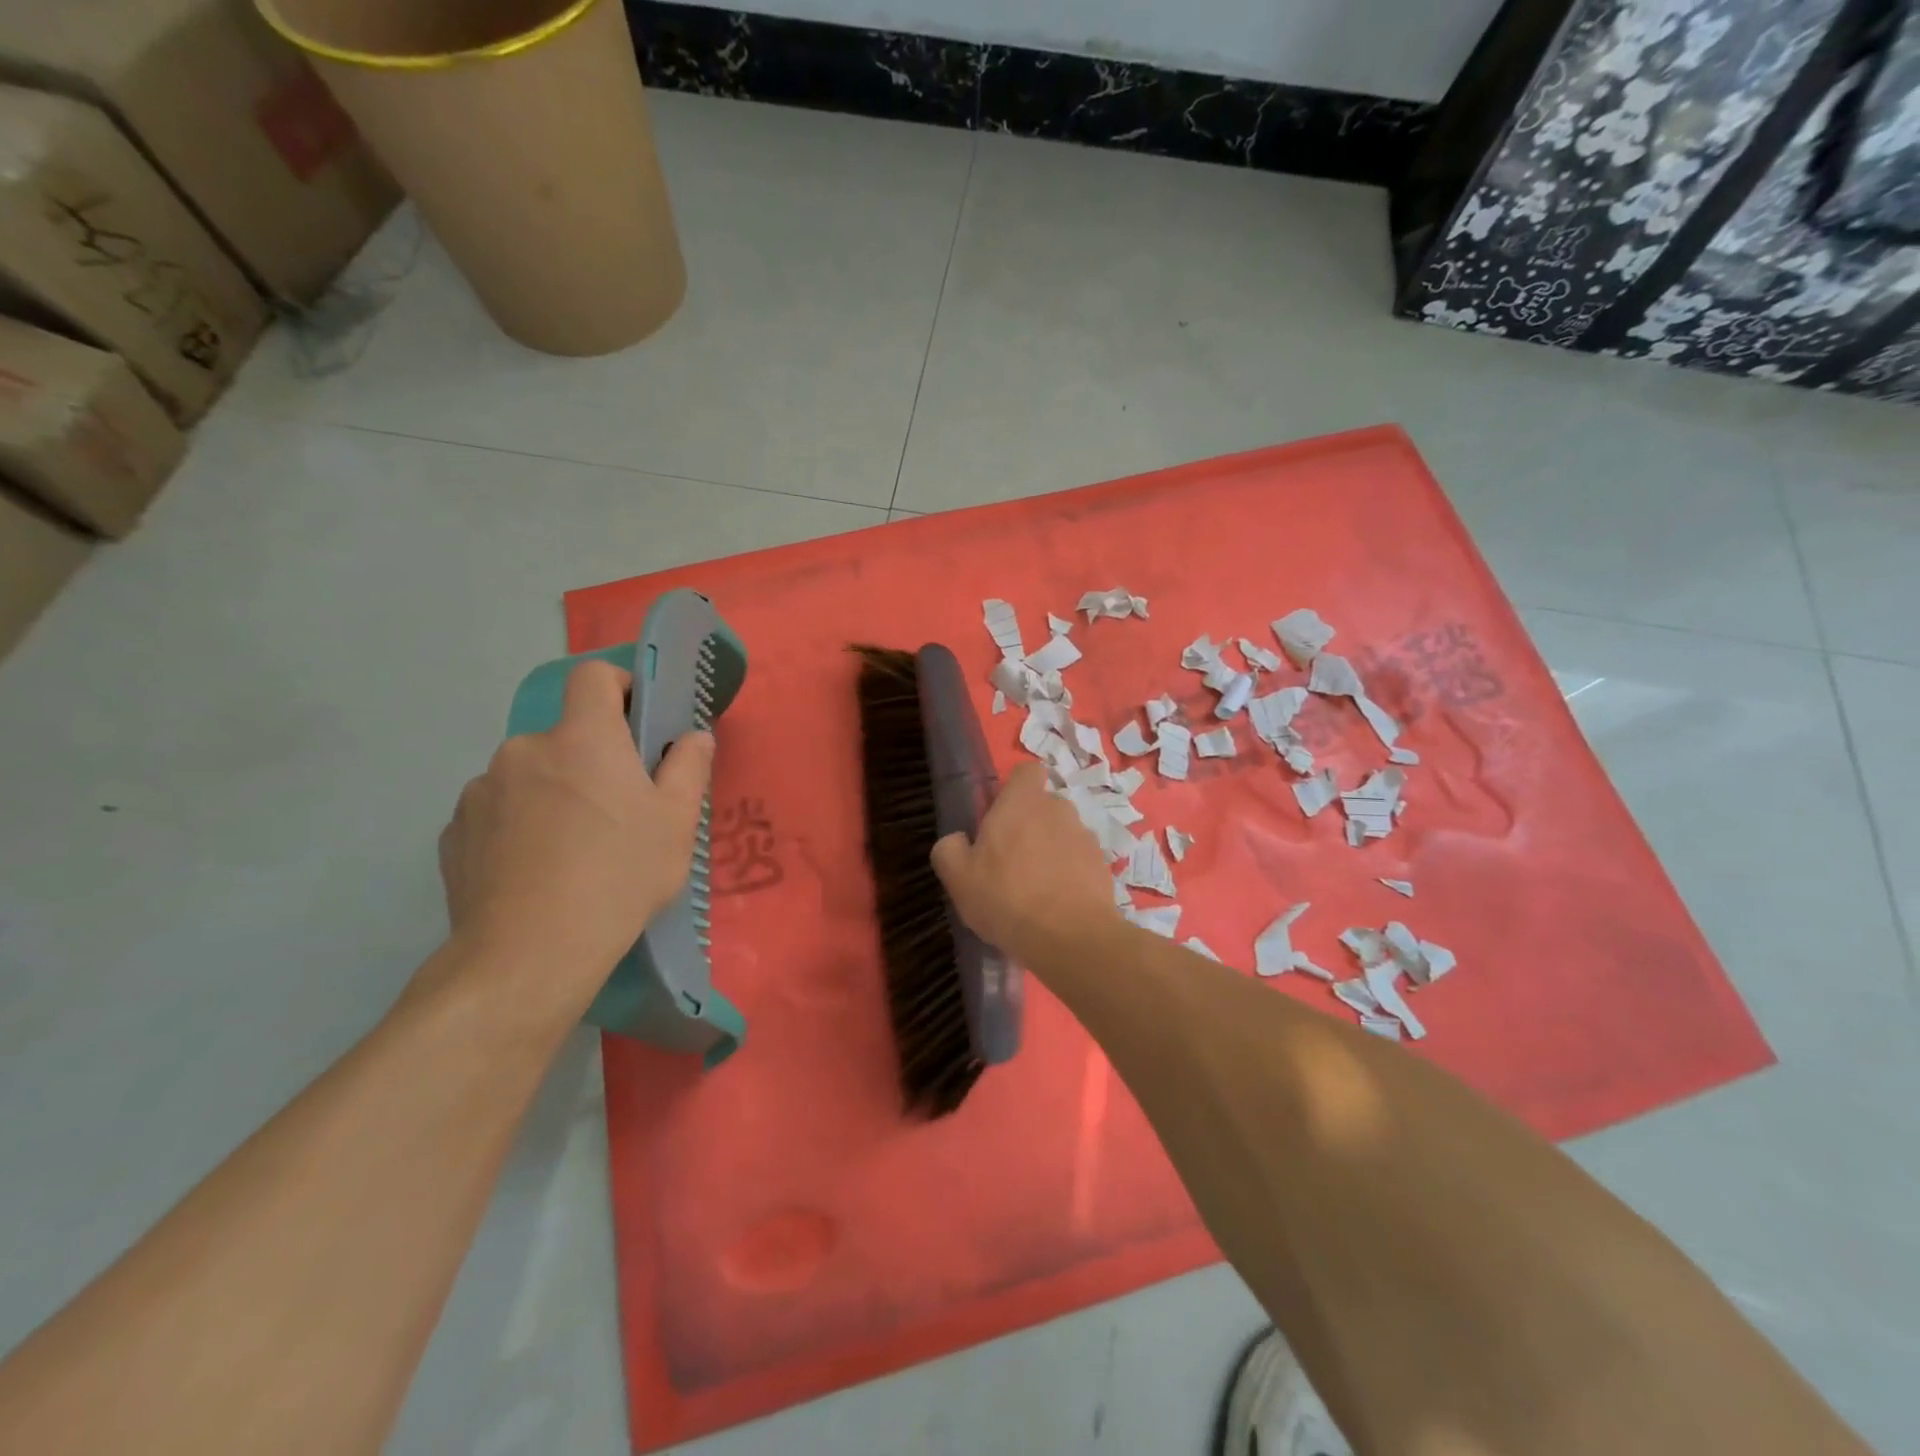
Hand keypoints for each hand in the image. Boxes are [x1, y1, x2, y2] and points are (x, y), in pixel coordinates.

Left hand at [434, 660, 712, 1012]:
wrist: (530, 953)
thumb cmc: (619, 876)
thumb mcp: (676, 822)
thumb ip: (688, 767)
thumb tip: (693, 736)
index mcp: (582, 738)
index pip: (594, 676)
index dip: (620, 686)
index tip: (638, 721)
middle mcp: (524, 750)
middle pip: (565, 735)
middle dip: (591, 758)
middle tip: (617, 809)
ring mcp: (480, 791)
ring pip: (529, 775)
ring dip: (552, 793)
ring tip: (572, 849)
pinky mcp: (454, 832)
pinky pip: (497, 811)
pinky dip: (518, 825)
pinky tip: (536, 870)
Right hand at [931, 761, 1122, 969]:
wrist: (1071, 938)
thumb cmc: (1007, 898)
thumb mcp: (958, 877)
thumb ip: (950, 849)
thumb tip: (958, 840)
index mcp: (1022, 801)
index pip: (1028, 770)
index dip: (1015, 789)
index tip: (1000, 816)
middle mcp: (1058, 809)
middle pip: (1044, 806)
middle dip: (1030, 825)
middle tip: (1010, 861)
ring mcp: (1085, 837)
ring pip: (1063, 834)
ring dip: (1051, 851)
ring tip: (1035, 890)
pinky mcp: (1103, 865)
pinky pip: (1080, 861)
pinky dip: (1070, 875)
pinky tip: (1057, 905)